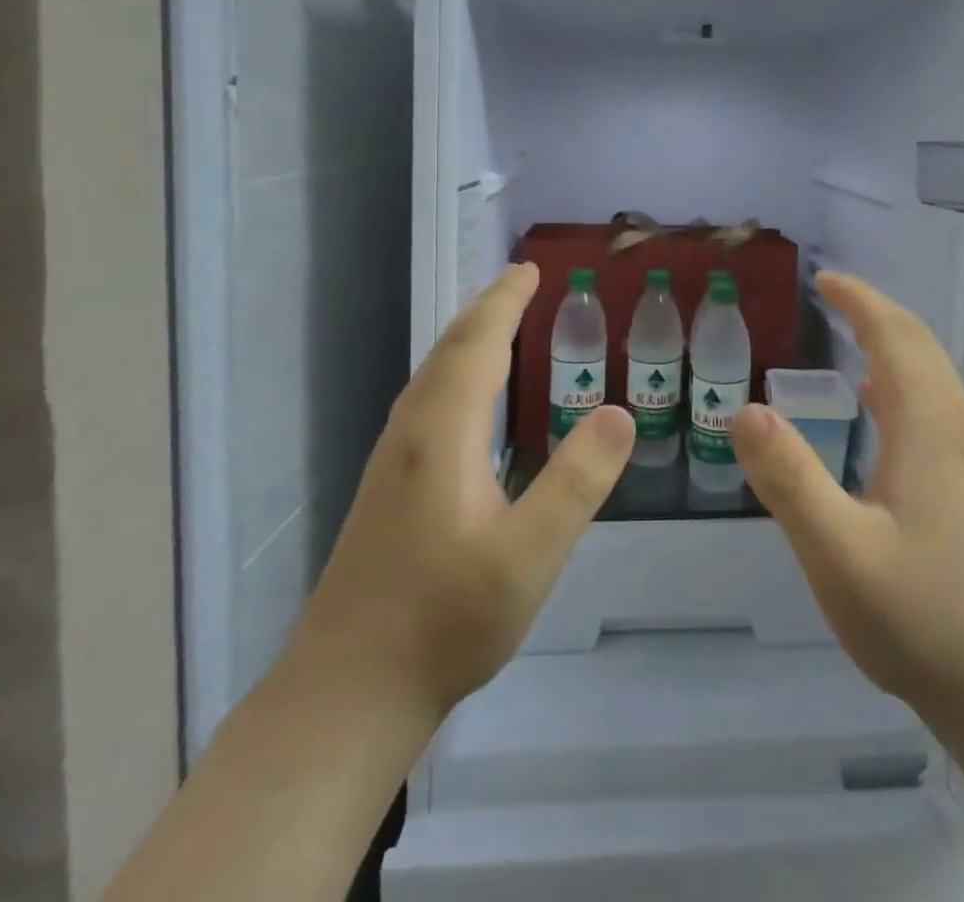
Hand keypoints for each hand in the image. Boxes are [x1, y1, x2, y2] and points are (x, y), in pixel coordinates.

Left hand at [291, 263, 634, 724]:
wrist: (344, 694)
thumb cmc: (443, 622)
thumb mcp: (528, 556)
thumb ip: (576, 482)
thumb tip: (619, 412)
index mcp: (442, 433)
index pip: (478, 344)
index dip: (505, 302)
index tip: (531, 269)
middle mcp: (411, 433)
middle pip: (449, 350)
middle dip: (486, 310)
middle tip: (521, 282)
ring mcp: (391, 462)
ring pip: (431, 376)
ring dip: (467, 339)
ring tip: (498, 324)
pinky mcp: (386, 489)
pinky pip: (426, 402)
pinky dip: (455, 373)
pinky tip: (467, 401)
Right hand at [732, 272, 963, 736]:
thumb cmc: (924, 619)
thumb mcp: (838, 552)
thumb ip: (789, 478)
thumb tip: (743, 409)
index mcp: (929, 427)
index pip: (895, 336)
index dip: (860, 300)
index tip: (823, 279)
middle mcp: (959, 429)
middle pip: (921, 346)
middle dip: (876, 312)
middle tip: (831, 297)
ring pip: (935, 376)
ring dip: (894, 343)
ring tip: (850, 337)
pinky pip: (938, 406)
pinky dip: (903, 381)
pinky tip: (878, 412)